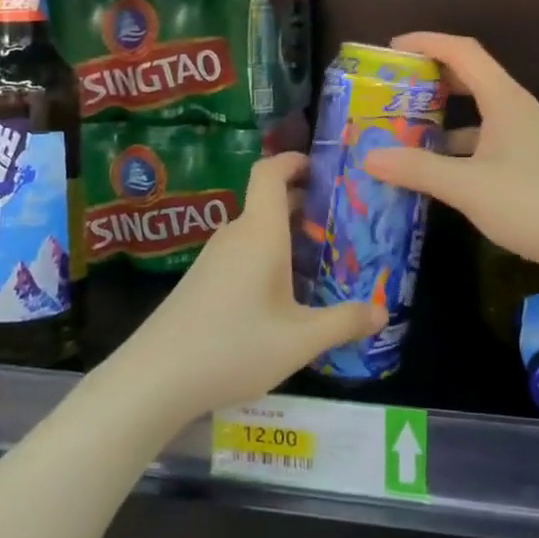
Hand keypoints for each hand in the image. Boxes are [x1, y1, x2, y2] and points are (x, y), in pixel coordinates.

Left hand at [112, 152, 383, 421]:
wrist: (155, 377)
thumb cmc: (234, 347)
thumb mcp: (300, 341)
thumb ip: (344, 322)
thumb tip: (383, 311)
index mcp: (260, 233)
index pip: (270, 172)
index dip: (293, 160)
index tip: (321, 166)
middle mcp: (236, 235)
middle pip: (268, 201)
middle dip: (303, 202)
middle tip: (340, 220)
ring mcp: (214, 257)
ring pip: (255, 229)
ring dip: (286, 232)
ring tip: (319, 256)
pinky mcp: (201, 280)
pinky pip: (241, 251)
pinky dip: (267, 254)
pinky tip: (282, 292)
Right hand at [361, 32, 538, 288]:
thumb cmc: (534, 202)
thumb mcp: (468, 185)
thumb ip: (418, 169)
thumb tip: (369, 157)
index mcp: (504, 99)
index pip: (462, 51)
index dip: (426, 42)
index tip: (391, 50)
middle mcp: (515, 111)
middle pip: (469, 78)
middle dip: (430, 79)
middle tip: (392, 91)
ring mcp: (525, 140)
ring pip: (476, 116)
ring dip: (441, 119)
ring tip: (402, 133)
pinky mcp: (529, 167)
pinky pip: (484, 144)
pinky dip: (456, 151)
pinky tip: (435, 173)